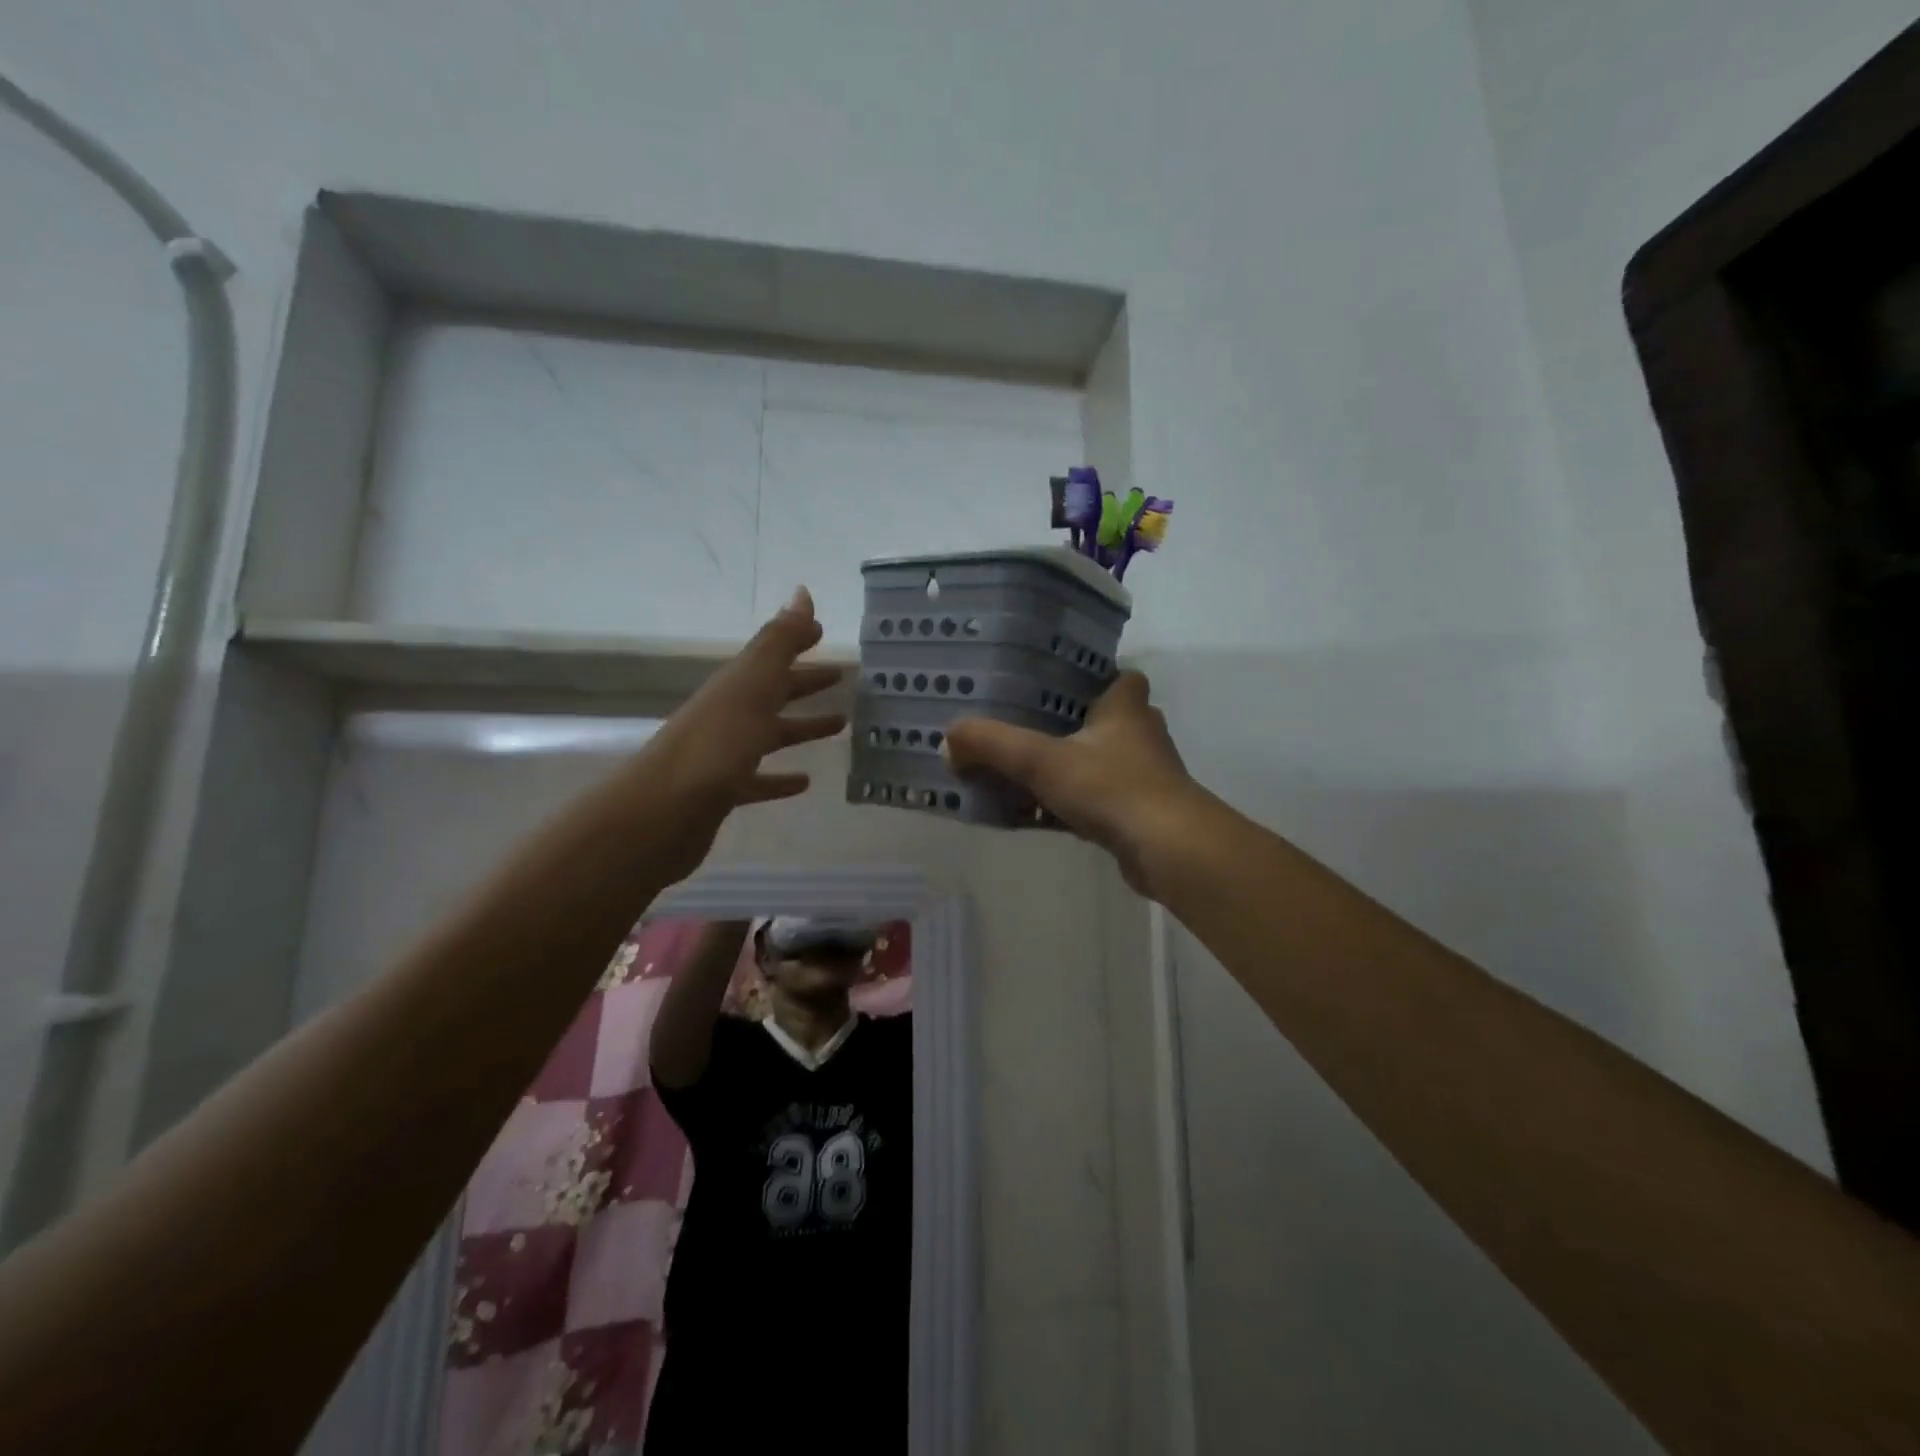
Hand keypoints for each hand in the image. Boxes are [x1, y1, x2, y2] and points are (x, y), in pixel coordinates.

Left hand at [636, 588, 845, 879]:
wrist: (664, 810)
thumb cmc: (716, 743)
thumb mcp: (752, 684)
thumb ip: (779, 642)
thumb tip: (802, 592)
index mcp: (736, 685)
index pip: (771, 656)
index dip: (796, 643)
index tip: (823, 634)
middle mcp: (729, 714)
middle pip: (772, 692)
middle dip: (804, 682)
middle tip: (840, 677)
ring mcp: (725, 754)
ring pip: (770, 734)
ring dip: (802, 727)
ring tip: (840, 726)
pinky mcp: (725, 792)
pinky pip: (759, 779)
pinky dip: (781, 778)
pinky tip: (804, 782)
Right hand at [944, 672, 1205, 894]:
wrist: (1168, 849)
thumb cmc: (1111, 787)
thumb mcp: (1041, 760)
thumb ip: (993, 745)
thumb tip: (949, 737)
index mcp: (1126, 708)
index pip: (1119, 676)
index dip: (1093, 677)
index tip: (1055, 684)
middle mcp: (1140, 736)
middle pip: (1104, 721)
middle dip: (1068, 726)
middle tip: (1025, 728)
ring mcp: (1143, 777)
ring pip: (1098, 763)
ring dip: (1067, 769)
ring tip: (1021, 772)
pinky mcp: (1138, 814)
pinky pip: (1096, 801)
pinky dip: (1068, 805)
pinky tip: (1035, 815)